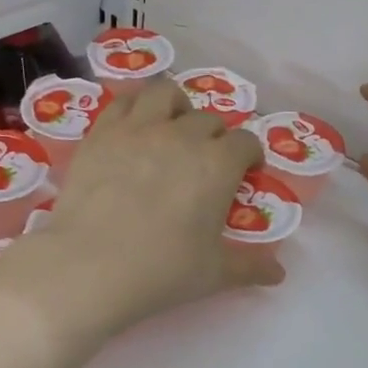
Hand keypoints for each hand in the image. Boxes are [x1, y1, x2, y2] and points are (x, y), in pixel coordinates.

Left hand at [0, 79, 283, 346]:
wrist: (89, 265)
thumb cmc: (161, 270)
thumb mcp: (214, 274)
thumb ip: (250, 267)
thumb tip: (278, 273)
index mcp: (218, 163)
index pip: (246, 142)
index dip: (250, 156)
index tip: (246, 173)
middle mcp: (182, 134)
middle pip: (208, 119)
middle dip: (215, 137)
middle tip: (205, 163)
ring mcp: (138, 128)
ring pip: (166, 93)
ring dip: (177, 107)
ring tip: (171, 129)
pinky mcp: (101, 133)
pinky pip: (124, 102)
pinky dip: (135, 108)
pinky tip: (132, 129)